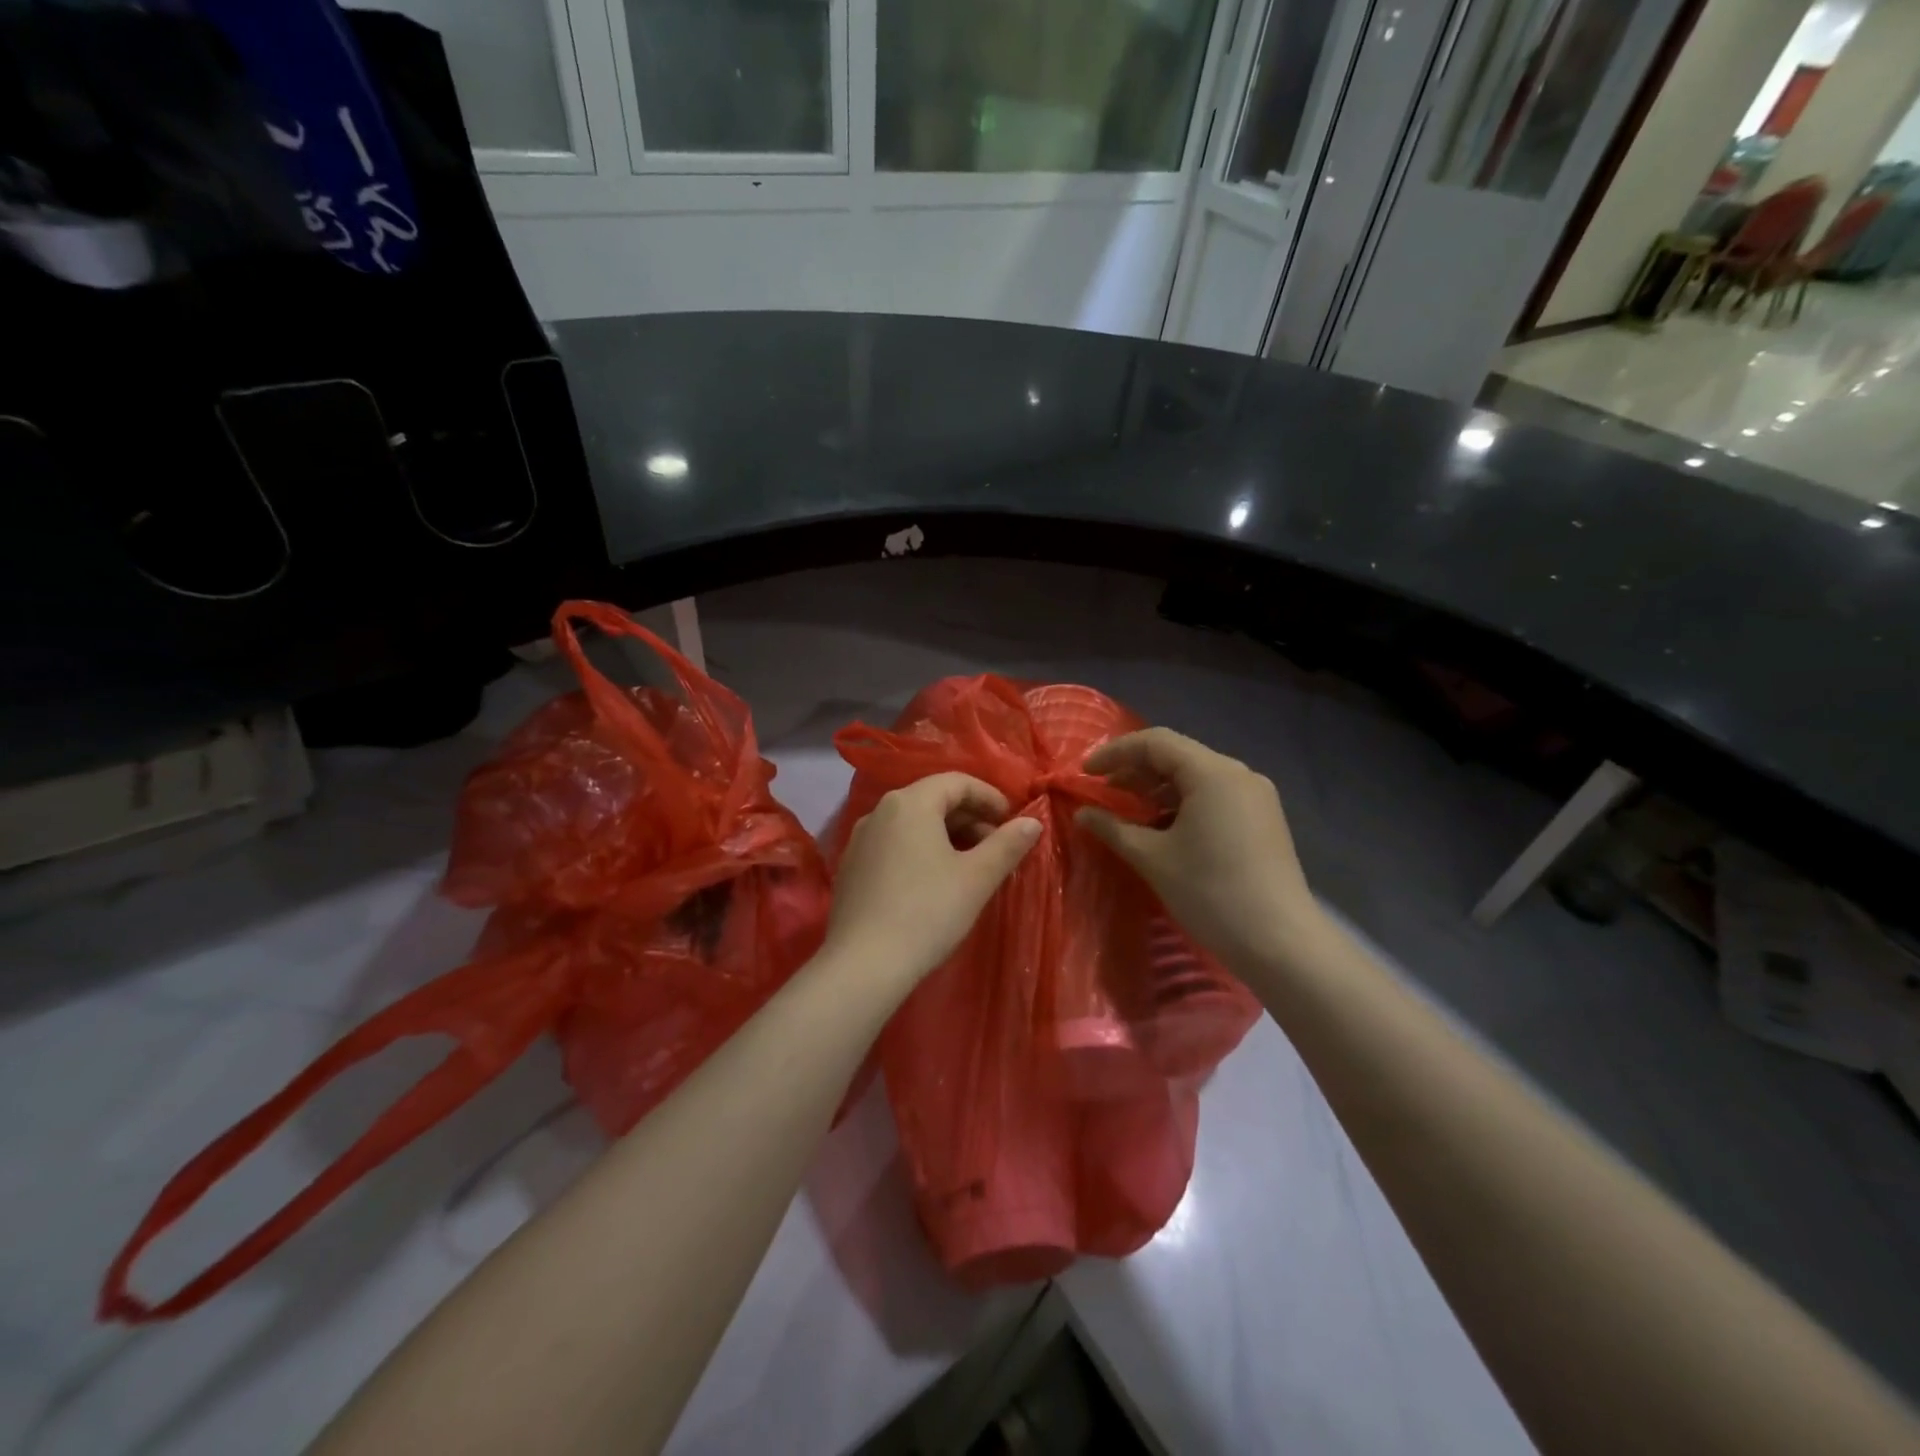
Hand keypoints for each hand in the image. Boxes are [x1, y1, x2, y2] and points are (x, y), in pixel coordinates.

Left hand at [823, 773, 1041, 990]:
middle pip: (933, 800)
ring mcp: (860, 839)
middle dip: (970, 818)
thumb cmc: (928, 912)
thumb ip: (1008, 844)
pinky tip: (934, 882)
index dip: (990, 797)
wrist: (864, 964)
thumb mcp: (977, 877)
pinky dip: (920, 851)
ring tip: (971, 866)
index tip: (1013, 822)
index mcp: (910, 803)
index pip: (957, 782)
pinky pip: (894, 845)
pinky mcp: (851, 867)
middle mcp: (880, 811)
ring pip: (913, 824)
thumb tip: (1033, 822)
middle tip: (997, 847)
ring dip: (947, 836)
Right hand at [1076, 728, 1319, 972]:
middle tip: (1102, 792)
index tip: (1085, 772)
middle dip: (1136, 770)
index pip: (1155, 742)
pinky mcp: (1262, 820)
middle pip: (1178, 756)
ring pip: (1197, 777)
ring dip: (1158, 788)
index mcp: (1213, 773)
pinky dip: (1182, 803)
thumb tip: (1082, 813)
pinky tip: (1162, 828)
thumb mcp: (1153, 858)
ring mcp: (1256, 797)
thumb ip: (1113, 829)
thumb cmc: (1211, 893)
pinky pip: (1215, 796)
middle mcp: (1238, 774)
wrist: (1280, 943)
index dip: (1115, 752)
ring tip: (1128, 811)